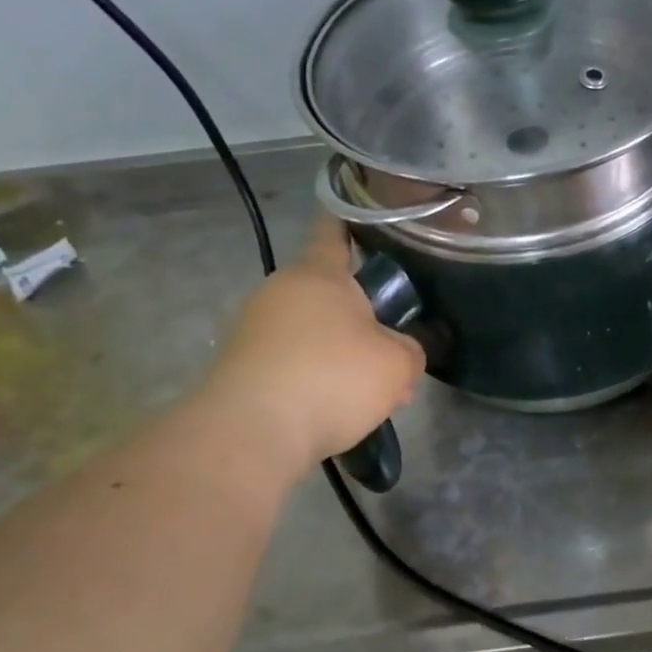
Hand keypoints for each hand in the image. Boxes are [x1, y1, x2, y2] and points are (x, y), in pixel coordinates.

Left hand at [197, 218, 424, 477]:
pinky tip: (337, 410)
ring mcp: (254, 328)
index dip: (351, 225)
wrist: (252, 433)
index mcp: (319, 275)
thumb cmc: (333, 379)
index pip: (335, 234)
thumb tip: (399, 351)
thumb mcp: (398, 364)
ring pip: (313, 333)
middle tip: (393, 350)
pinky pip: (293, 362)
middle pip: (330, 295)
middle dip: (362, 320)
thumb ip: (409, 348)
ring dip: (342, 354)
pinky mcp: (241, 366)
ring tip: (372, 394)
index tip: (361, 218)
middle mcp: (280, 291)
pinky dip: (317, 379)